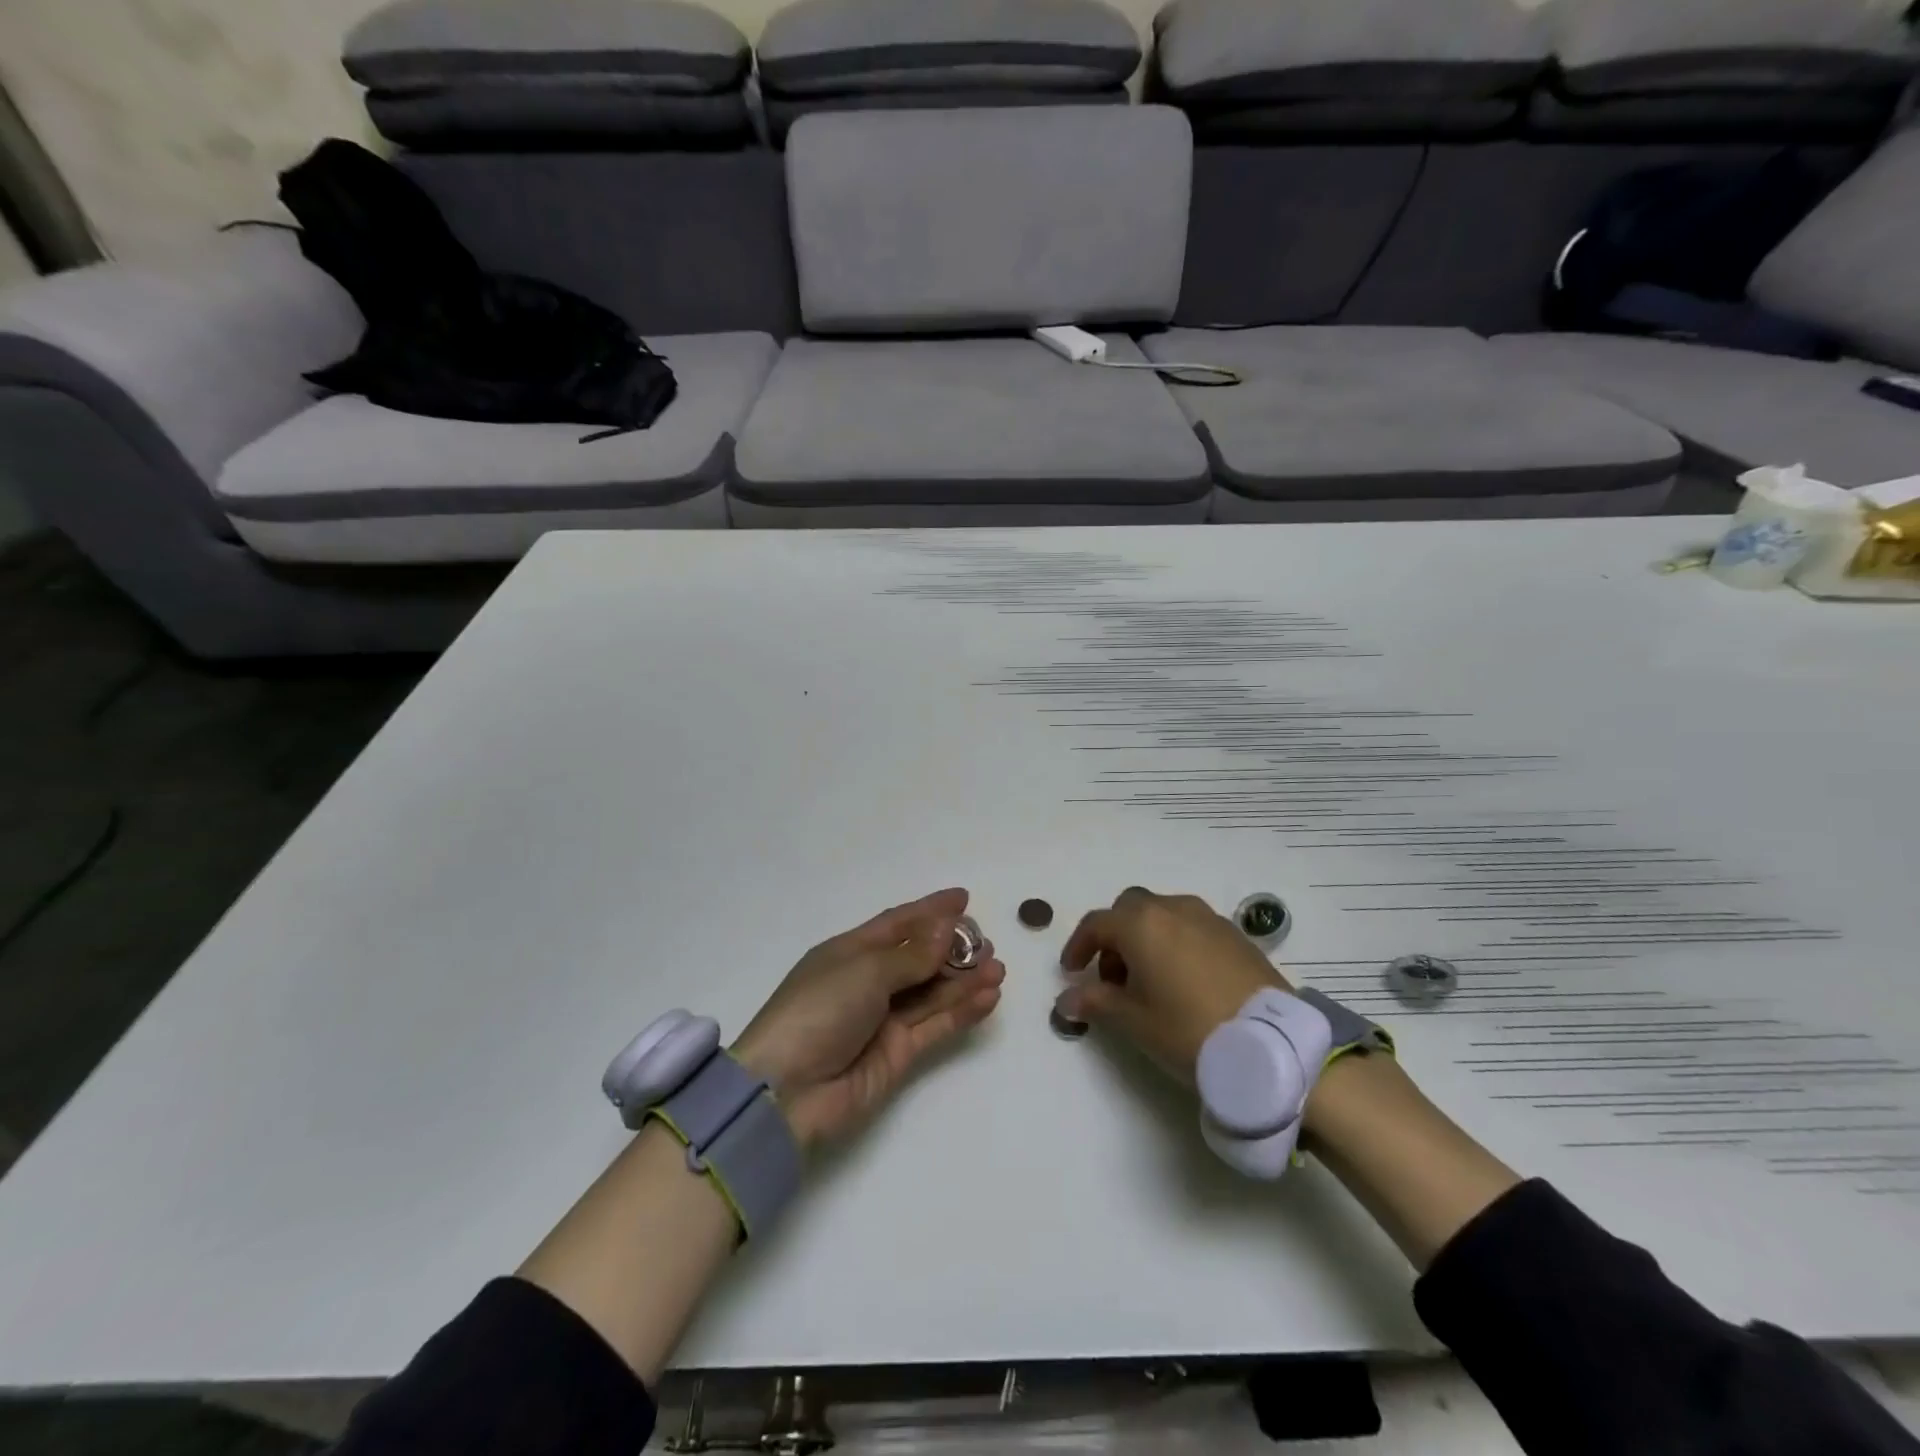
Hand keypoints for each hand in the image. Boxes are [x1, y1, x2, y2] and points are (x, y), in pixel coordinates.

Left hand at [732, 888, 1004, 1147]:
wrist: (786, 1091)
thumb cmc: (819, 1010)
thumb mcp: (865, 970)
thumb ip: (912, 954)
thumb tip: (946, 928)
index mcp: (850, 952)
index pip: (897, 923)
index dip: (930, 910)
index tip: (964, 899)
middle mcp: (868, 982)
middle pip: (919, 958)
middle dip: (953, 948)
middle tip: (987, 943)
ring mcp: (884, 1019)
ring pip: (932, 992)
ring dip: (965, 979)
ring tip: (998, 968)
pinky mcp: (898, 1054)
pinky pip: (936, 1025)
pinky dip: (963, 1010)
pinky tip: (989, 996)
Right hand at [1055, 887, 1287, 1082]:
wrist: (1272, 1043)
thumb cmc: (1189, 1029)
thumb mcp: (1135, 1022)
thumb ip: (1096, 1002)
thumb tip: (1066, 999)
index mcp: (1141, 924)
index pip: (1096, 924)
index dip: (1078, 946)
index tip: (1071, 971)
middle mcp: (1172, 909)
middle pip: (1130, 909)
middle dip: (1114, 936)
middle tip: (1112, 975)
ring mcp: (1207, 918)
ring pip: (1163, 914)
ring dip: (1146, 937)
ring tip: (1150, 980)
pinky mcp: (1234, 934)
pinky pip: (1191, 926)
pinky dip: (1176, 942)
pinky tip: (1184, 980)